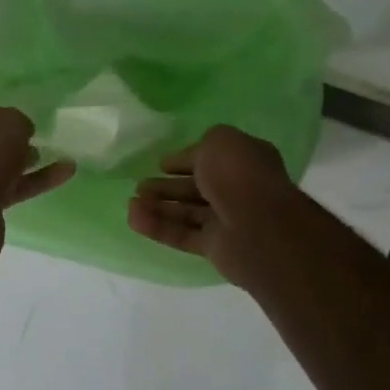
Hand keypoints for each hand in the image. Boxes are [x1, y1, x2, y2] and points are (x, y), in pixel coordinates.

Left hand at [0, 102, 75, 212]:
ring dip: (26, 161)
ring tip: (58, 156)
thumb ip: (18, 122)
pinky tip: (66, 172)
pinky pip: (11, 185)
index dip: (0, 115)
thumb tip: (20, 133)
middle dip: (12, 141)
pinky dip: (36, 179)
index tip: (23, 122)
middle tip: (38, 140)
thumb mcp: (12, 122)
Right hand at [127, 126, 295, 287]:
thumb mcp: (220, 142)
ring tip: (131, 204)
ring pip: (187, 213)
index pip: (210, 160)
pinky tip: (134, 219)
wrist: (258, 227)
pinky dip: (158, 227)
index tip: (162, 164)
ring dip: (158, 207)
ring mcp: (227, 221)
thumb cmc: (238, 175)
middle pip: (196, 188)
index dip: (185, 160)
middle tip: (140, 186)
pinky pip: (182, 235)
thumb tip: (190, 159)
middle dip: (167, 187)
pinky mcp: (215, 248)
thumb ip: (202, 146)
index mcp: (244, 162)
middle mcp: (238, 191)